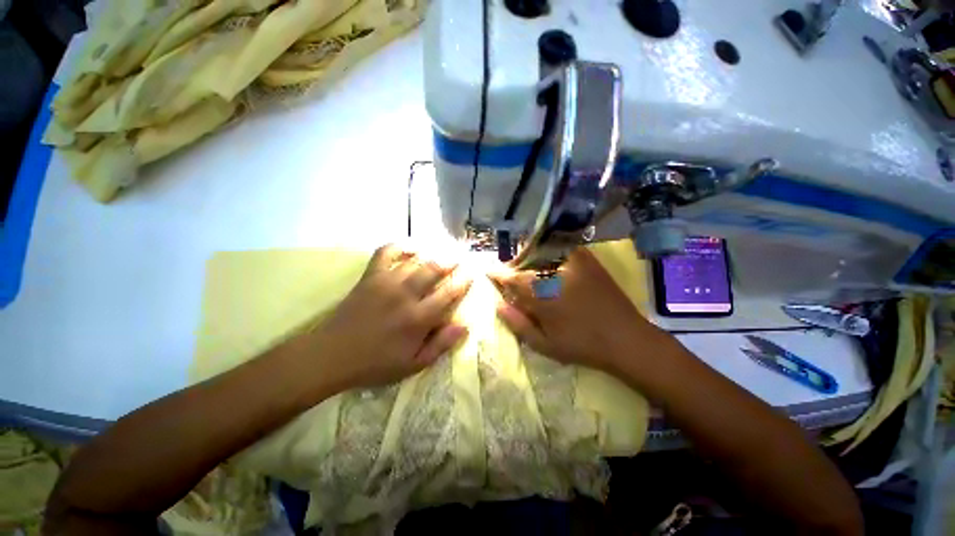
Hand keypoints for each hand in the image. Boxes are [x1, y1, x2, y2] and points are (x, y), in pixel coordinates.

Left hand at [309, 244, 472, 388]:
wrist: (332, 355)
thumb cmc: (375, 364)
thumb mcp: (413, 365)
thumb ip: (440, 345)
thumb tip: (464, 326)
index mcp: (418, 318)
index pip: (448, 293)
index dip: (463, 281)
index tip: (472, 273)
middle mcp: (405, 295)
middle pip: (434, 270)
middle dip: (451, 262)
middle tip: (460, 258)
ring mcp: (386, 283)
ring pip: (415, 261)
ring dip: (432, 254)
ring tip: (443, 252)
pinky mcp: (370, 277)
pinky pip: (386, 253)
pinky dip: (399, 246)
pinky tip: (411, 247)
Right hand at [489, 248, 666, 373]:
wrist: (626, 339)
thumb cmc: (582, 345)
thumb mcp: (545, 345)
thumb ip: (518, 324)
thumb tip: (498, 306)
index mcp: (542, 293)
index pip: (511, 277)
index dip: (498, 273)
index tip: (489, 272)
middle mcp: (555, 272)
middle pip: (524, 263)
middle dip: (514, 268)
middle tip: (510, 277)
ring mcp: (573, 262)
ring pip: (540, 253)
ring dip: (529, 261)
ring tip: (529, 273)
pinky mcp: (587, 260)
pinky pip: (561, 249)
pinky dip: (550, 253)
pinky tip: (549, 266)